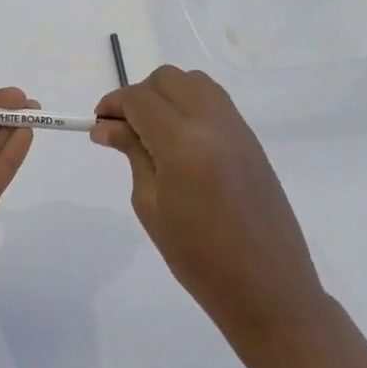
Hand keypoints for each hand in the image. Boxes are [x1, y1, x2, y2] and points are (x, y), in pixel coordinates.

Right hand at [91, 66, 331, 346]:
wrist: (267, 288)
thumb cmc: (199, 259)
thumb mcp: (151, 206)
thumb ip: (132, 154)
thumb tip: (106, 126)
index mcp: (183, 144)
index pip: (139, 99)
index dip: (113, 104)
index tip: (99, 125)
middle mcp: (212, 123)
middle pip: (167, 79)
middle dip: (139, 95)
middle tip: (124, 130)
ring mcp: (237, 128)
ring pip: (193, 82)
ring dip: (166, 95)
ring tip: (153, 132)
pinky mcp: (251, 138)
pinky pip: (215, 101)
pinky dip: (190, 105)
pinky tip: (181, 140)